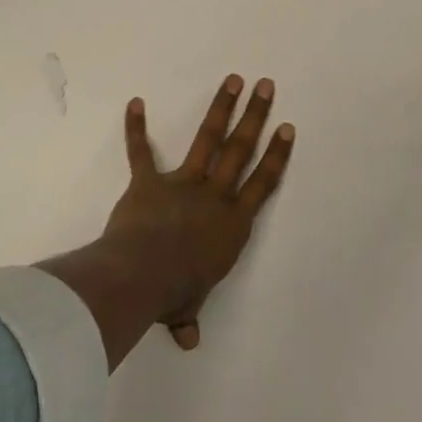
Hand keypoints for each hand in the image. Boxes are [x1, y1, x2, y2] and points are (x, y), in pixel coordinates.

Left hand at [105, 74, 294, 349]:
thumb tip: (188, 341)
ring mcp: (182, 183)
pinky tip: (135, 102)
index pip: (262, 184)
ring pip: (207, 139)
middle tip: (265, 85)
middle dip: (254, 115)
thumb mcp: (187, 306)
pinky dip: (135, 128)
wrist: (142, 275)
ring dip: (220, 108)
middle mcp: (214, 196)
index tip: (286, 127)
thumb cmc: (174, 292)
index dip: (276, 155)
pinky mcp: (148, 181)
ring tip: (233, 79)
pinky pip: (140, 152)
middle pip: (240, 149)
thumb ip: (188, 316)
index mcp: (232, 224)